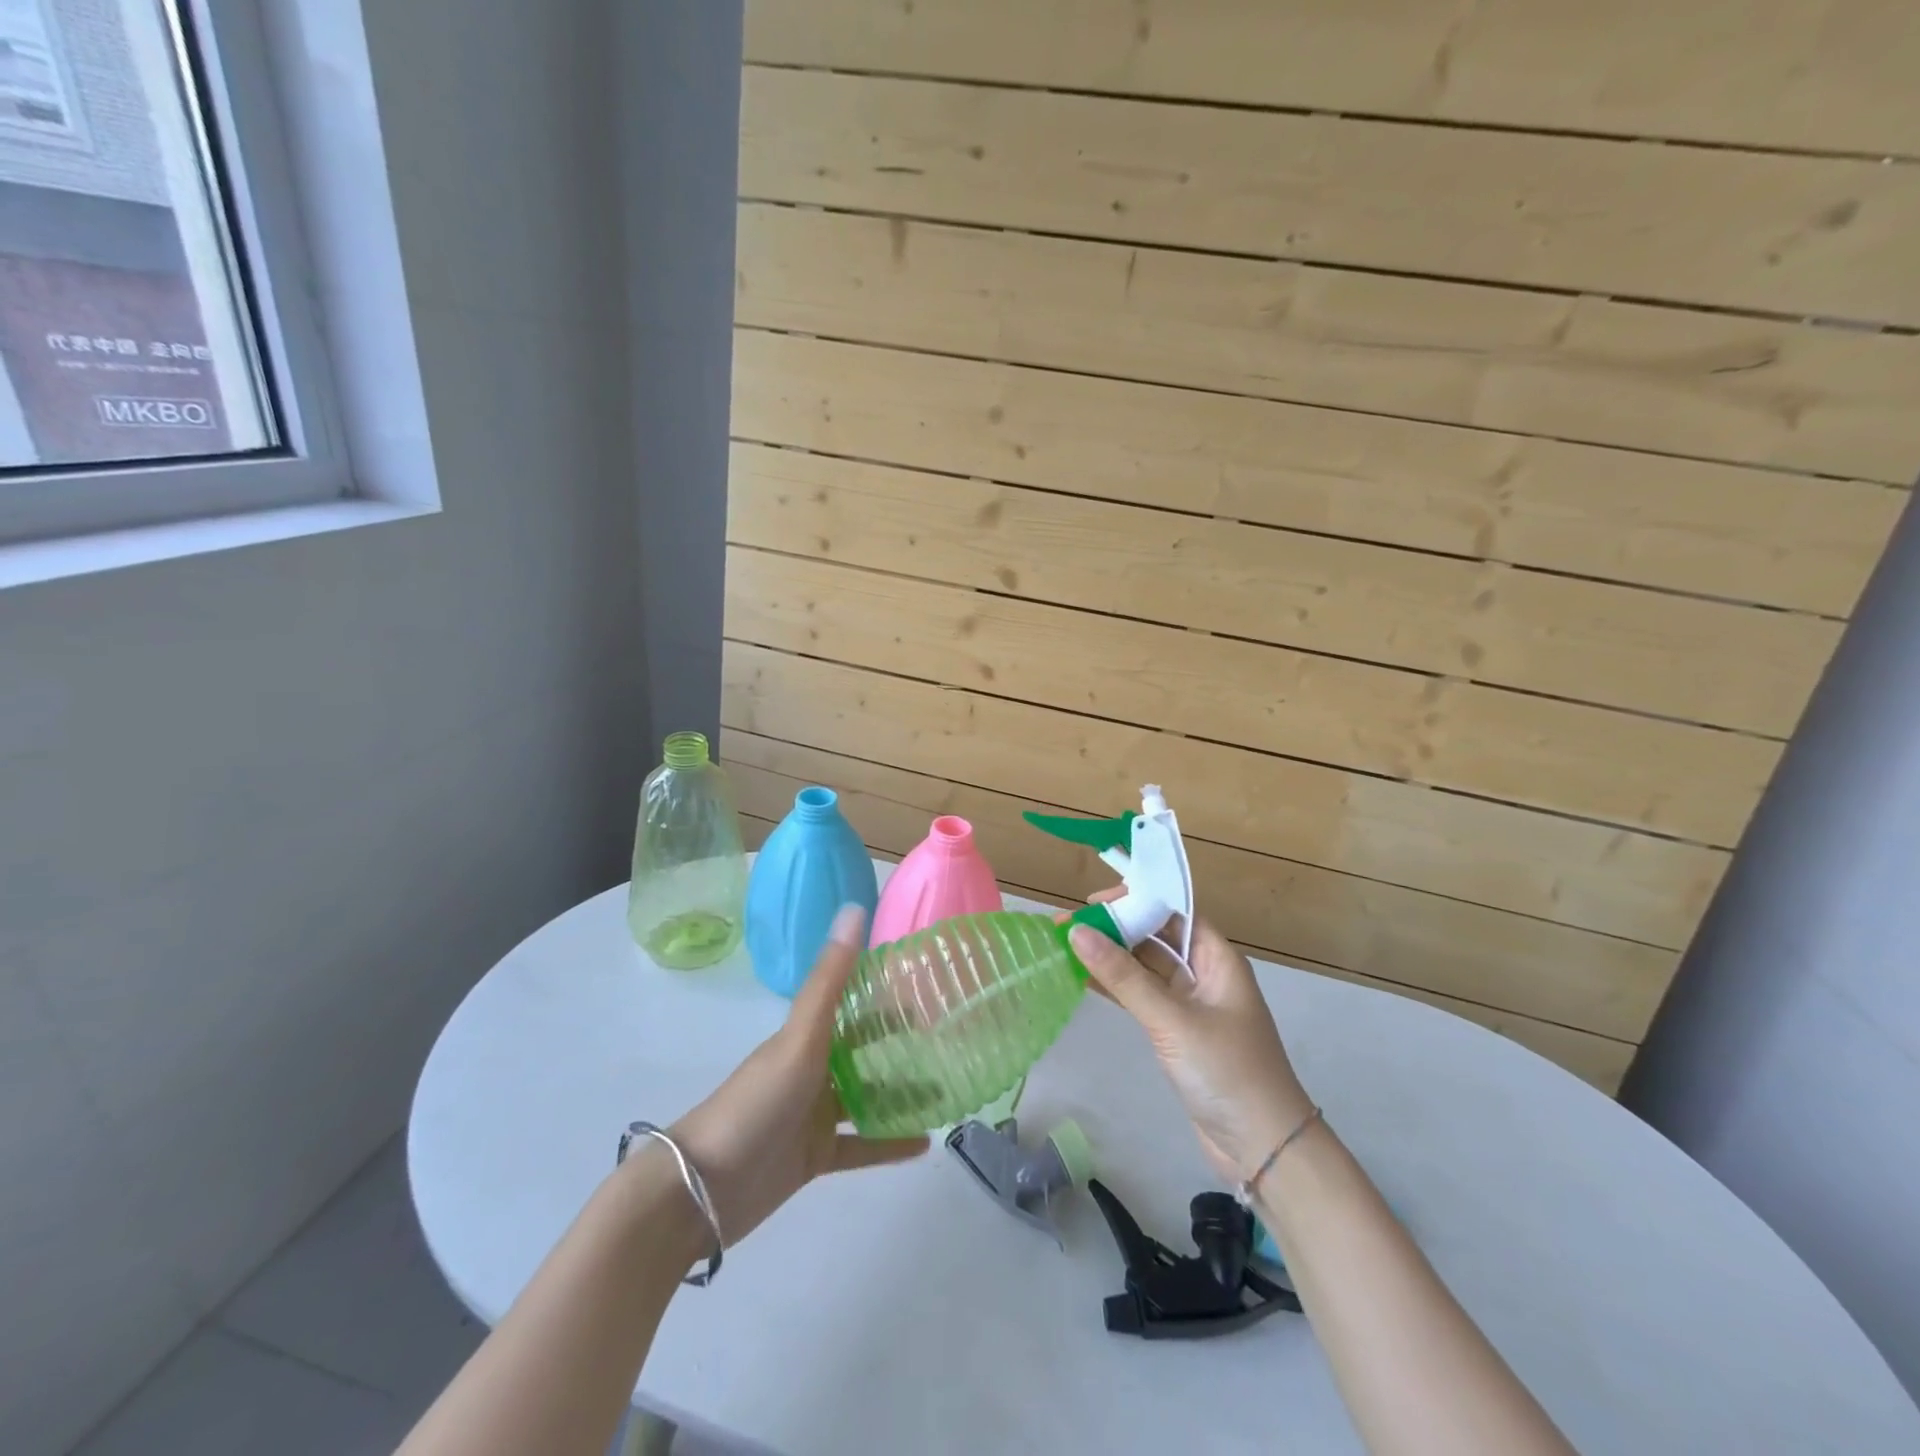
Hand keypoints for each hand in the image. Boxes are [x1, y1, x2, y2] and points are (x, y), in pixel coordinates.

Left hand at [671, 906, 927, 1244]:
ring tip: (949, 1090)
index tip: (931, 988)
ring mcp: (813, 1116)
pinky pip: (861, 1147)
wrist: (701, 1191)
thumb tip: (855, 907)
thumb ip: (830, 979)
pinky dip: (891, 1144)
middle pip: (864, 1051)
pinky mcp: (814, 1158)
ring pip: (867, 1098)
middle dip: (901, 1044)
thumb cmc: (755, 1103)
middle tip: (950, 1039)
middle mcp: (812, 1070)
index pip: (854, 1006)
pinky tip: (926, 1141)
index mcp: (805, 1037)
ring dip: (903, 1093)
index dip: (888, 995)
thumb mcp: (799, 1038)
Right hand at [1068, 905, 1313, 1184]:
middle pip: (1154, 936)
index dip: (1134, 899)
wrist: (1263, 1149)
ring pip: (1144, 967)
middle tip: (1065, 926)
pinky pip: (1140, 996)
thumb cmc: (1226, 1072)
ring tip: (1064, 947)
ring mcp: (1190, 1004)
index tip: (1091, 903)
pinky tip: (1082, 979)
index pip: (1172, 911)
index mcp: (1216, 958)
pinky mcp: (1177, 1032)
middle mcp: (1204, 973)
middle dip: (1113, 928)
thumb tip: (1077, 931)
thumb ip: (1124, 977)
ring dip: (1109, 957)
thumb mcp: (1172, 1020)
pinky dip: (1114, 986)